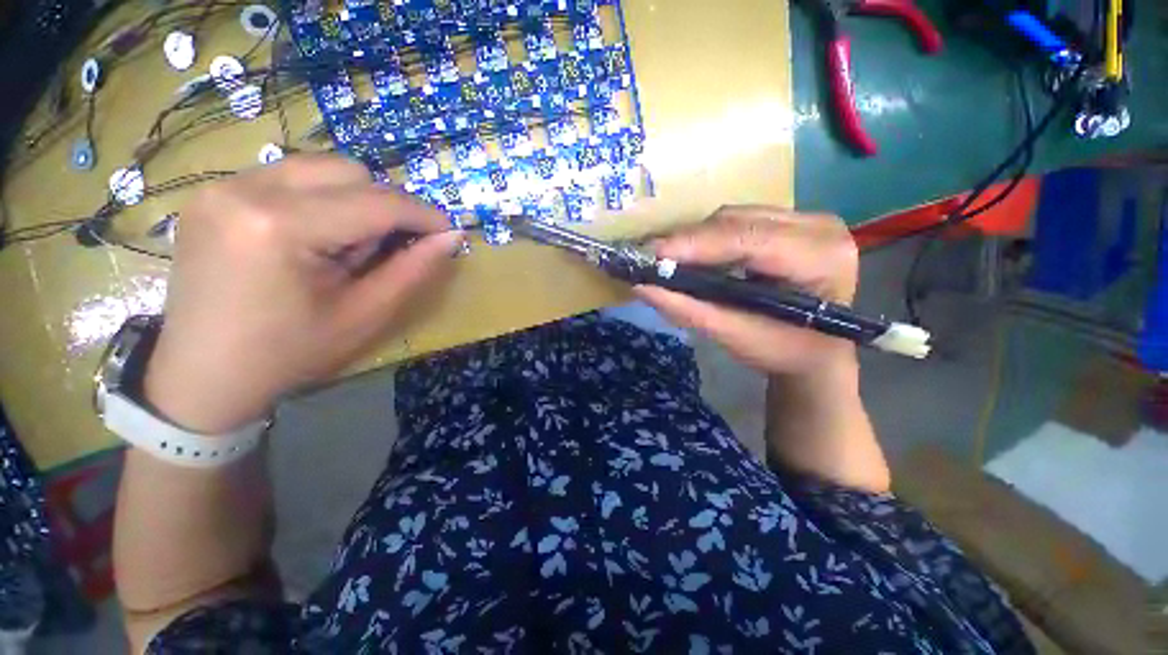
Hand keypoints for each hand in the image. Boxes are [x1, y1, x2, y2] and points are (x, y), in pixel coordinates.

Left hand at [144, 155, 462, 433]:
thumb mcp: (363, 316)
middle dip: (386, 205)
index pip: (375, 202)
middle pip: (348, 172)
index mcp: (279, 226)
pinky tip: (316, 236)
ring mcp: (221, 185)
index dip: (422, 214)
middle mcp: (244, 188)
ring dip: (354, 200)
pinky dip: (321, 199)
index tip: (449, 229)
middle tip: (392, 246)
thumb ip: (412, 270)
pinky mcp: (212, 192)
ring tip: (350, 244)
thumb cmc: (288, 353)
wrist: (201, 375)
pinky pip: (288, 177)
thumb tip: (451, 237)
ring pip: (320, 168)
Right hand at [636, 207, 886, 490]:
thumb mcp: (735, 336)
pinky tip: (694, 255)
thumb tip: (642, 288)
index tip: (653, 254)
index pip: (750, 239)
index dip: (697, 244)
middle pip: (739, 221)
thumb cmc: (784, 352)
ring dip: (697, 238)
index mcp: (821, 258)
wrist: (816, 353)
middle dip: (691, 241)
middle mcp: (820, 227)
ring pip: (736, 216)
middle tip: (653, 259)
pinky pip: (740, 221)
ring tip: (669, 259)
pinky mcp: (792, 223)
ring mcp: (808, 220)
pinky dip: (710, 238)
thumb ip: (689, 310)